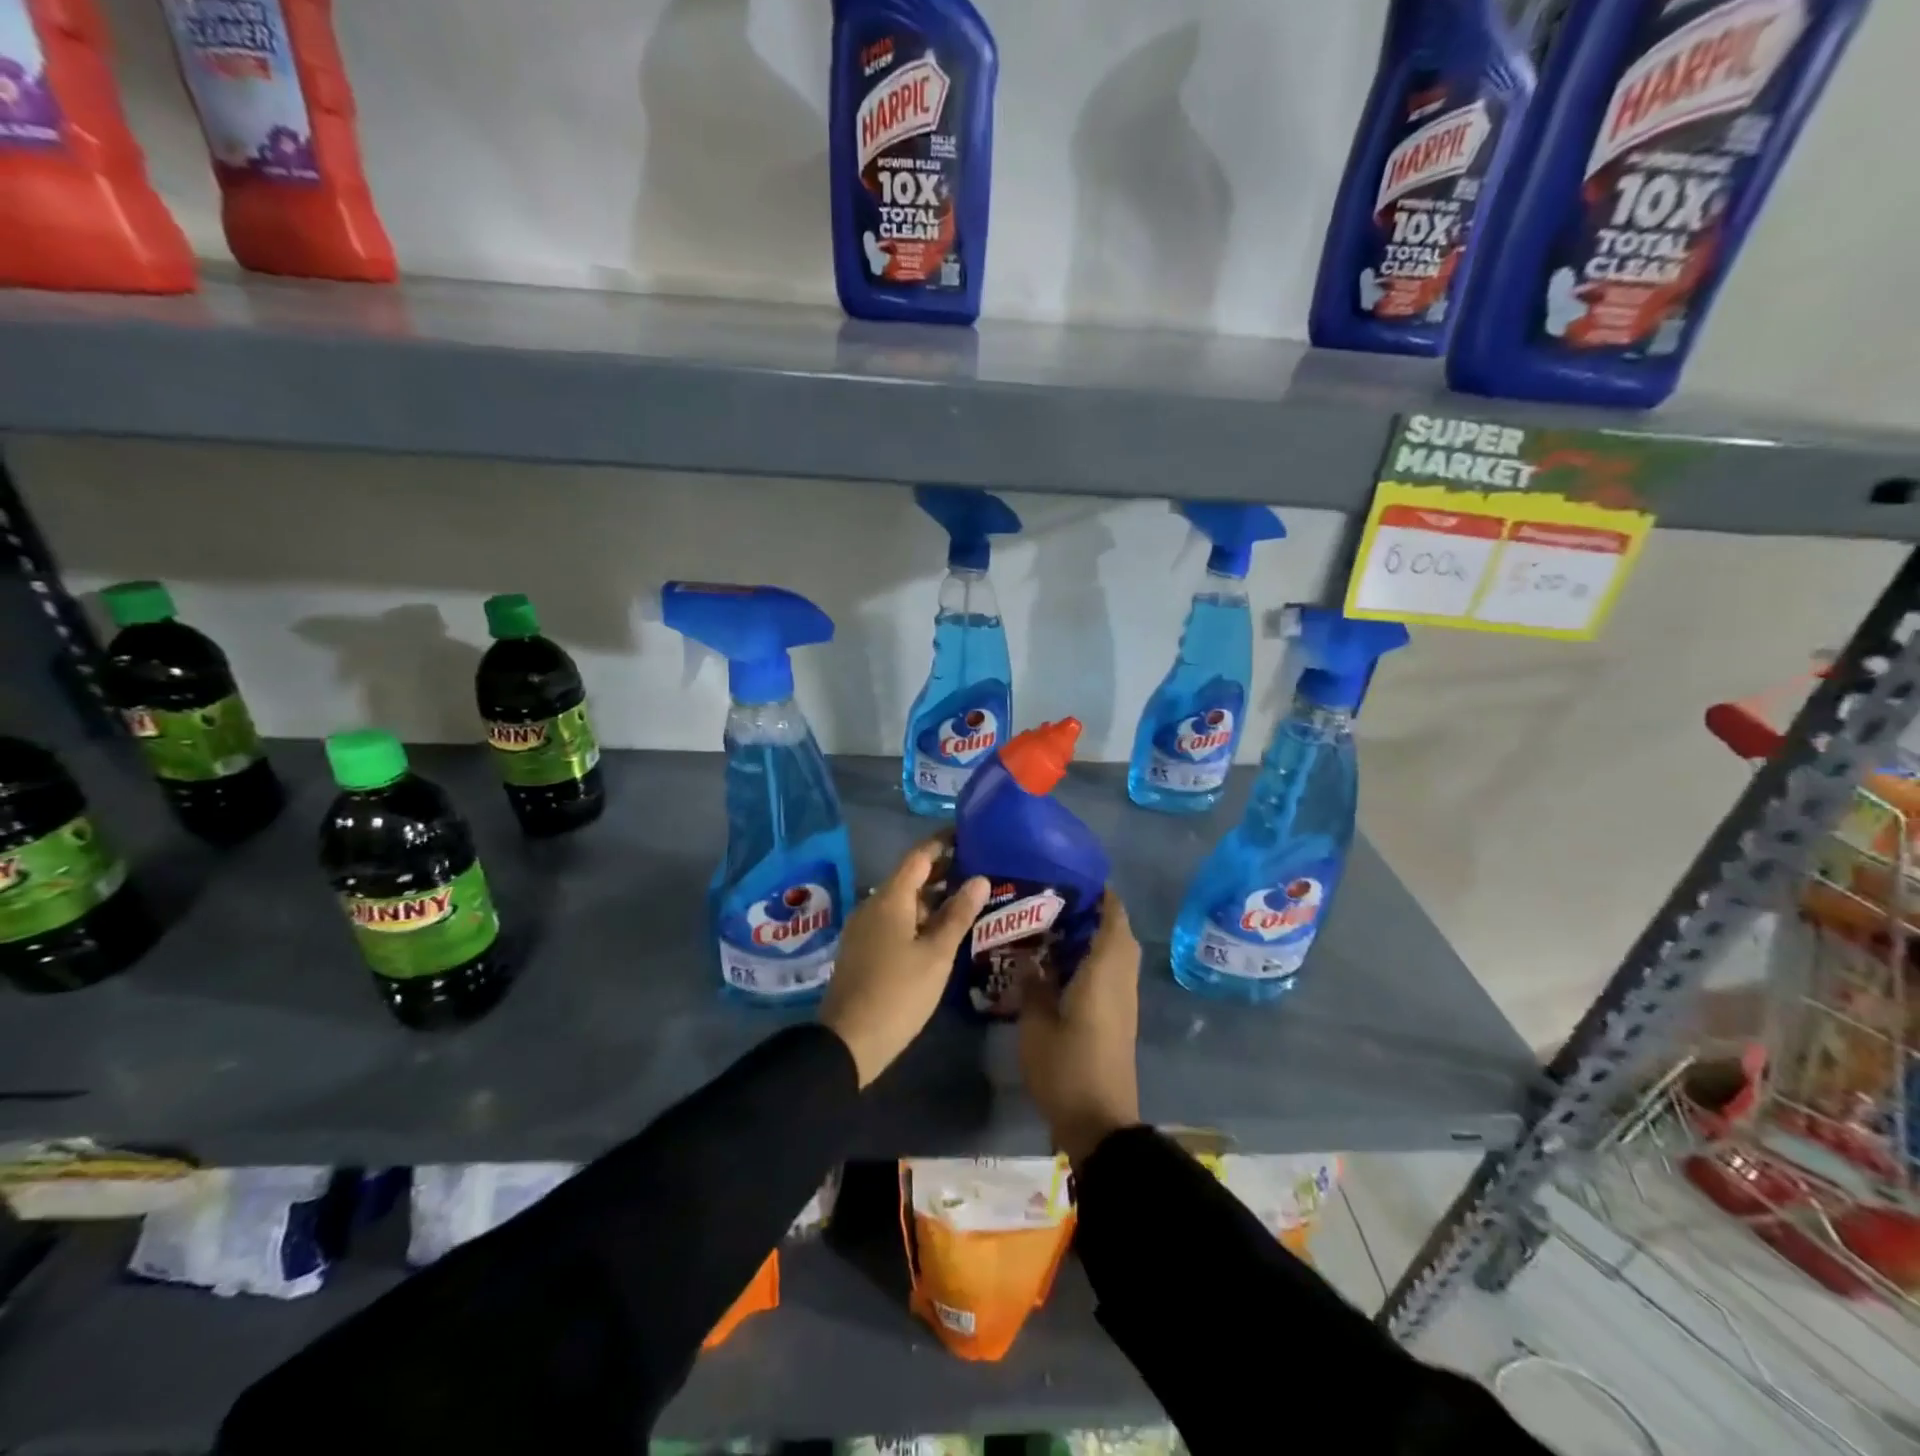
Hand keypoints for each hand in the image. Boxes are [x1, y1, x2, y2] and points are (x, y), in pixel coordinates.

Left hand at [821, 839, 989, 1088]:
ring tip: (967, 899)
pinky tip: (941, 930)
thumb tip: (979, 879)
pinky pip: (894, 920)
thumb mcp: (936, 954)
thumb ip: (958, 914)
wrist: (848, 1041)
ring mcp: (865, 928)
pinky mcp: (863, 949)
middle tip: (978, 867)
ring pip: (903, 901)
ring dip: (932, 897)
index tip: (967, 834)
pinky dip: (919, 917)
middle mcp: (873, 905)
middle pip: (910, 878)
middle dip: (942, 870)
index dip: (942, 843)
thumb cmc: (899, 992)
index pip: (919, 857)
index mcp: (890, 899)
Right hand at [1019, 889, 1141, 1163]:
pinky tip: (1061, 965)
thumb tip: (1031, 957)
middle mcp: (1121, 979)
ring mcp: (1123, 1000)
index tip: (1072, 877)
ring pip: (1116, 954)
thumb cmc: (1067, 1067)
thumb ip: (1033, 984)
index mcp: (1104, 971)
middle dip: (1093, 913)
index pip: (1113, 916)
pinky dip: (1093, 959)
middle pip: (1118, 932)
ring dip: (1094, 937)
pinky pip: (1111, 973)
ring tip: (1053, 927)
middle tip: (1055, 902)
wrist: (1100, 1123)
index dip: (1099, 893)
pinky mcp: (1119, 1018)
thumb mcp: (1036, 1024)